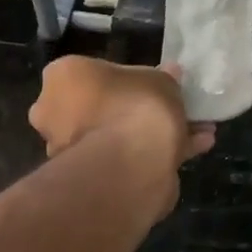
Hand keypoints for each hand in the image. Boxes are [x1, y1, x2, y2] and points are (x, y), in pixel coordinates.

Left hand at [28, 57, 215, 169]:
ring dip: (151, 134)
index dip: (125, 79)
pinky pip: (125, 158)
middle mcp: (55, 113)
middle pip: (102, 107)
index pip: (91, 73)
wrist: (130, 161)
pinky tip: (195, 148)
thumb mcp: (159, 80)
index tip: (151, 85)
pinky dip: (156, 153)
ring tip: (196, 132)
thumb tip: (170, 74)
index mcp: (62, 79)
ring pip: (116, 136)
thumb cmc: (136, 104)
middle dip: (137, 111)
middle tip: (172, 110)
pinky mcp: (89, 178)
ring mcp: (69, 149)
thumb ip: (164, 78)